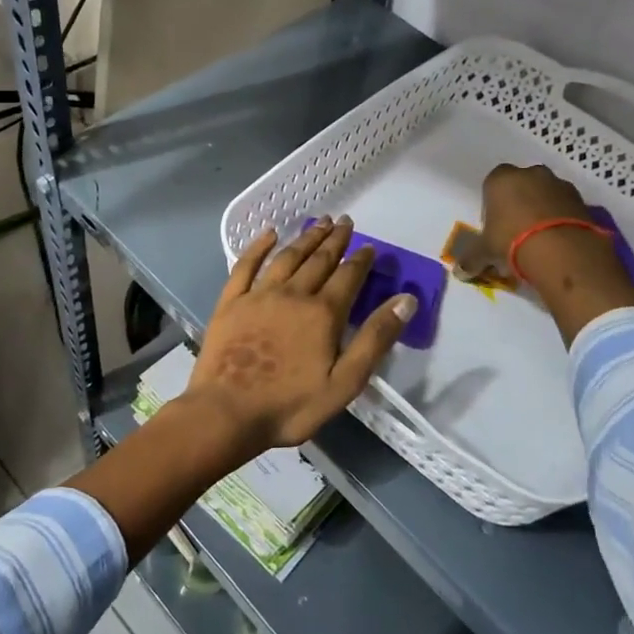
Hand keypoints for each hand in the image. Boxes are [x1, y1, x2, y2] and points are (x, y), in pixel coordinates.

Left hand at [188, 217, 415, 455]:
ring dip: (305, 238)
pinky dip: (258, 247)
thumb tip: (406, 300)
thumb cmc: (290, 405)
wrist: (227, 412)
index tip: (370, 246)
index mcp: (323, 313)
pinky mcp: (231, 302)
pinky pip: (246, 265)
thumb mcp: (345, 382)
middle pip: (318, 260)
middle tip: (345, 222)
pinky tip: (269, 234)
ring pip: (287, 258)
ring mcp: (258, 295)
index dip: (361, 260)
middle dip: (335, 240)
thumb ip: (375, 339)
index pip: (348, 276)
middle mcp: (293, 294)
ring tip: (319, 222)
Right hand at [480, 164, 633, 343]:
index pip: (492, 182)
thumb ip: (471, 258)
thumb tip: (459, 272)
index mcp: (501, 179)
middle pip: (521, 184)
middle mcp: (531, 174)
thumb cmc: (511, 241)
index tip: (494, 223)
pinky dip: (562, 218)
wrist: (561, 250)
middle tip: (516, 229)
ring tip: (540, 238)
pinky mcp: (582, 200)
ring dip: (543, 208)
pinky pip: (566, 206)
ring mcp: (559, 184)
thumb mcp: (485, 252)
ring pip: (546, 193)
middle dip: (519, 201)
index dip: (492, 202)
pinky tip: (558, 240)